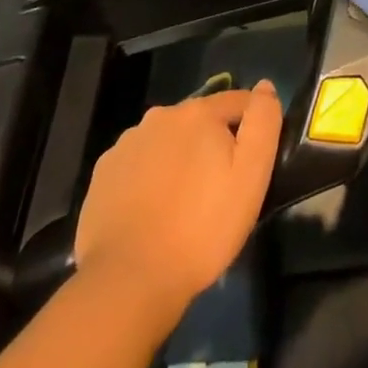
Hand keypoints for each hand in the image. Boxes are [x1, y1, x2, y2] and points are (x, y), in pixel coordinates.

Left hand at [73, 81, 283, 310]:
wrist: (129, 281)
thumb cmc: (201, 228)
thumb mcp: (251, 176)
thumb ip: (263, 122)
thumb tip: (265, 87)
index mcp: (198, 112)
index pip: (238, 102)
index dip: (251, 127)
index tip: (253, 163)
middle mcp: (160, 115)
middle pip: (200, 121)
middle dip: (212, 144)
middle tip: (218, 188)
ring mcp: (127, 143)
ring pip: (167, 141)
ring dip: (179, 159)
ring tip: (183, 203)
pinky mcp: (103, 173)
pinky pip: (138, 164)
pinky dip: (149, 177)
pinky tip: (151, 211)